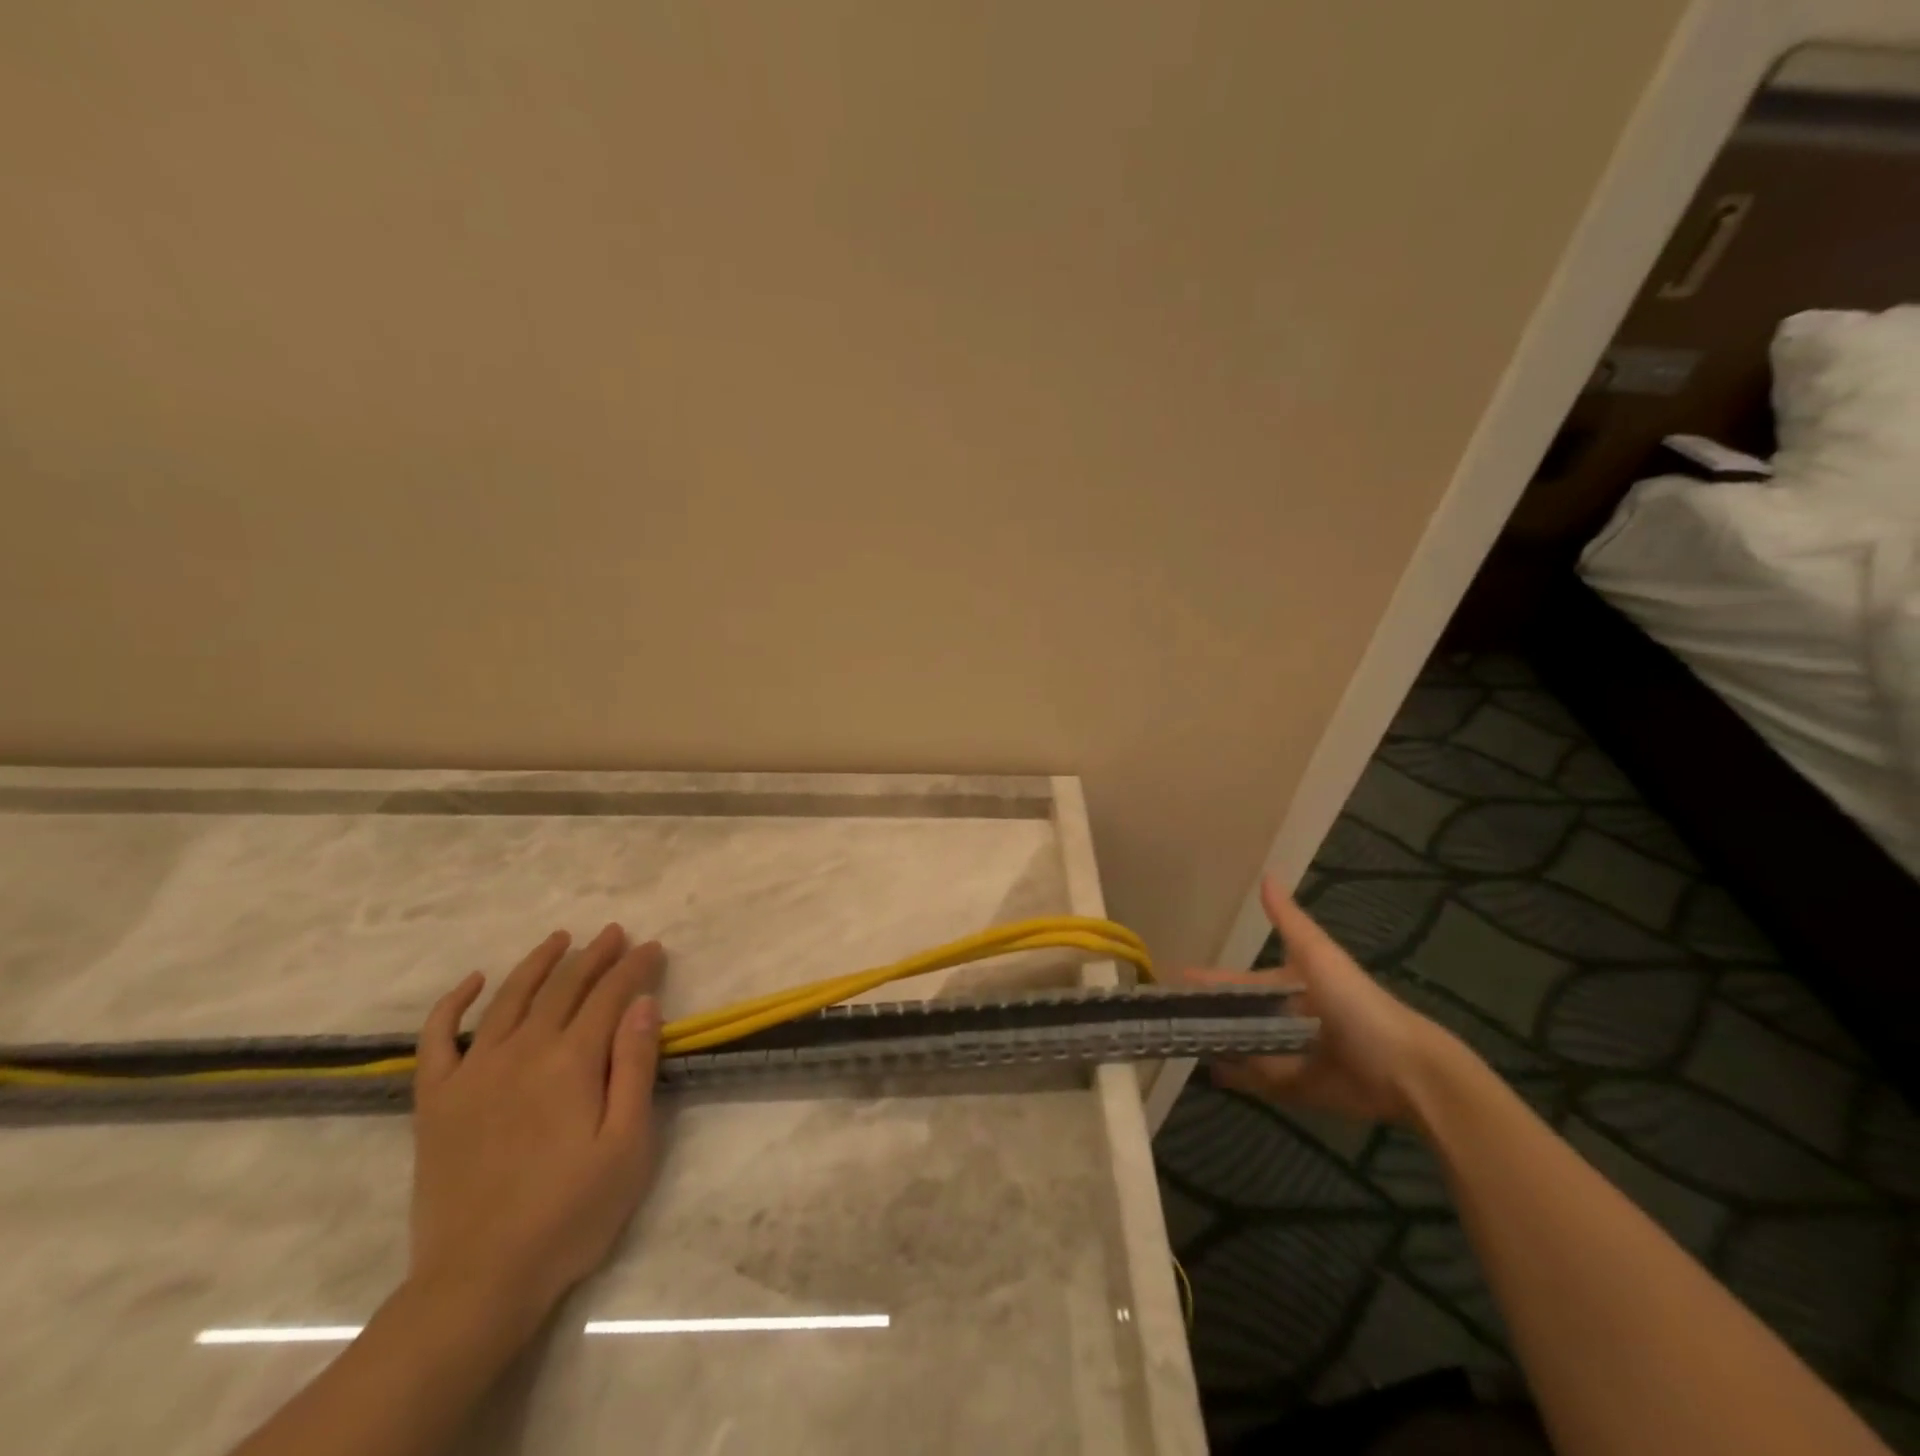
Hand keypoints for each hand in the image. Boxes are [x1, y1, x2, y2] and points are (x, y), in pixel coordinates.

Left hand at [408, 924, 666, 1327]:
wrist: (479, 1280)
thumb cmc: (571, 1213)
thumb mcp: (628, 1144)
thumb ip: (635, 1067)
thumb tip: (643, 1004)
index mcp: (571, 1062)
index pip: (610, 995)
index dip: (635, 967)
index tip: (653, 947)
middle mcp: (522, 1052)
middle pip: (564, 988)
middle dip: (595, 955)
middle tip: (616, 933)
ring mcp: (473, 1073)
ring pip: (509, 998)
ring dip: (538, 963)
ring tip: (561, 938)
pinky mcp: (436, 1101)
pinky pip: (436, 1039)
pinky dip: (453, 1003)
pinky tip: (472, 981)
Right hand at [1183, 877, 1454, 1123]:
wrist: (1402, 1067)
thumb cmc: (1355, 1003)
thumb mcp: (1318, 955)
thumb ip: (1289, 921)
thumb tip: (1266, 875)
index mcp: (1288, 987)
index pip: (1238, 982)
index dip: (1209, 980)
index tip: (1174, 978)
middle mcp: (1285, 1019)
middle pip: (1237, 1017)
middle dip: (1208, 1016)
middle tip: (1168, 1016)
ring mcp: (1288, 1055)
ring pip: (1242, 1047)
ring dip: (1217, 1044)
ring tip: (1180, 1041)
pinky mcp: (1295, 1088)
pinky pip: (1258, 1082)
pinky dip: (1236, 1078)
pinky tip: (1209, 1072)